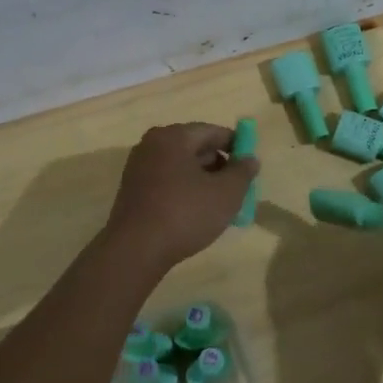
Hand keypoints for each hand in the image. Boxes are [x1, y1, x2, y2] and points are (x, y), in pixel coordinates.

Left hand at [104, 123, 259, 269]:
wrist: (135, 250)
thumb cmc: (185, 214)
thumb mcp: (226, 193)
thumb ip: (242, 172)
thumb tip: (250, 159)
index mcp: (173, 137)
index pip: (212, 131)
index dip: (236, 145)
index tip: (249, 165)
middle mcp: (151, 145)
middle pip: (194, 147)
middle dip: (219, 165)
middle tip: (237, 188)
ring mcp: (138, 167)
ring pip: (180, 166)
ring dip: (202, 180)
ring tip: (219, 204)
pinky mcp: (132, 190)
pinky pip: (166, 181)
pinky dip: (184, 190)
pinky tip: (195, 212)